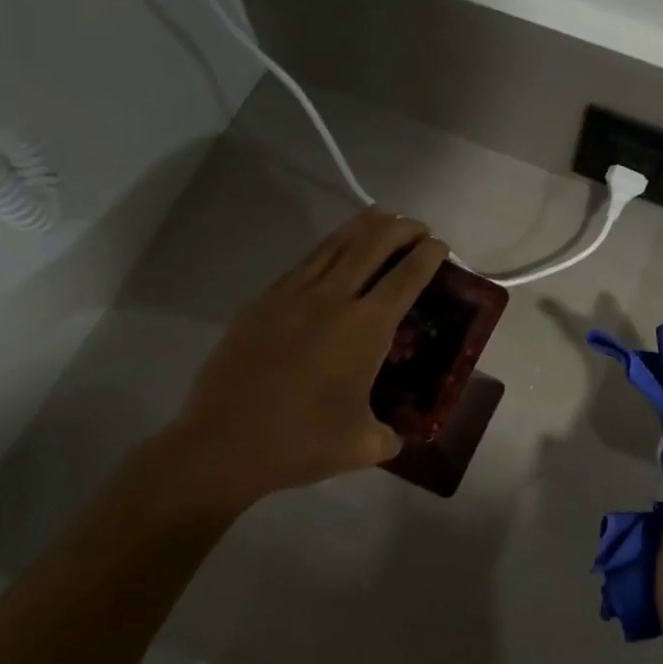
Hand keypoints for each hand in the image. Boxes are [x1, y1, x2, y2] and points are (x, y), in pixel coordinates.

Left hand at [150, 207, 448, 520]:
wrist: (222, 443)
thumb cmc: (300, 442)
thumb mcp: (362, 446)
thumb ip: (389, 434)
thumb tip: (397, 434)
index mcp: (365, 329)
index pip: (406, 277)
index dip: (428, 256)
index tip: (440, 246)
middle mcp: (332, 300)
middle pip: (373, 245)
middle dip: (401, 229)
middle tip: (417, 228)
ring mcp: (292, 296)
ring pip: (334, 245)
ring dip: (364, 227)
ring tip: (381, 217)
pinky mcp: (262, 303)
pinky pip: (304, 264)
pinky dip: (328, 250)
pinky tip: (333, 254)